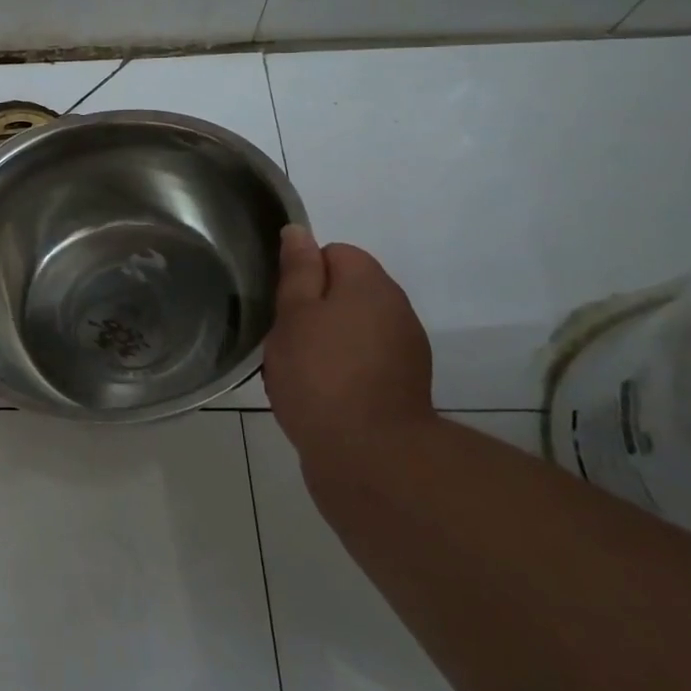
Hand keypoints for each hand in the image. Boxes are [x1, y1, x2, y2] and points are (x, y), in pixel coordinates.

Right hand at [261, 225, 435, 468]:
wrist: (370, 458)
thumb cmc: (320, 374)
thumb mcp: (293, 314)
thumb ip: (298, 270)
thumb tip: (299, 232)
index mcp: (370, 284)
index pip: (334, 252)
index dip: (304, 273)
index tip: (284, 303)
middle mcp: (396, 309)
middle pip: (346, 290)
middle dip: (315, 307)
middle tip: (286, 337)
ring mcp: (406, 350)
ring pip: (354, 327)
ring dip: (328, 339)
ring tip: (299, 370)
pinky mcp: (404, 386)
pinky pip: (365, 360)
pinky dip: (343, 368)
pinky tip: (321, 393)